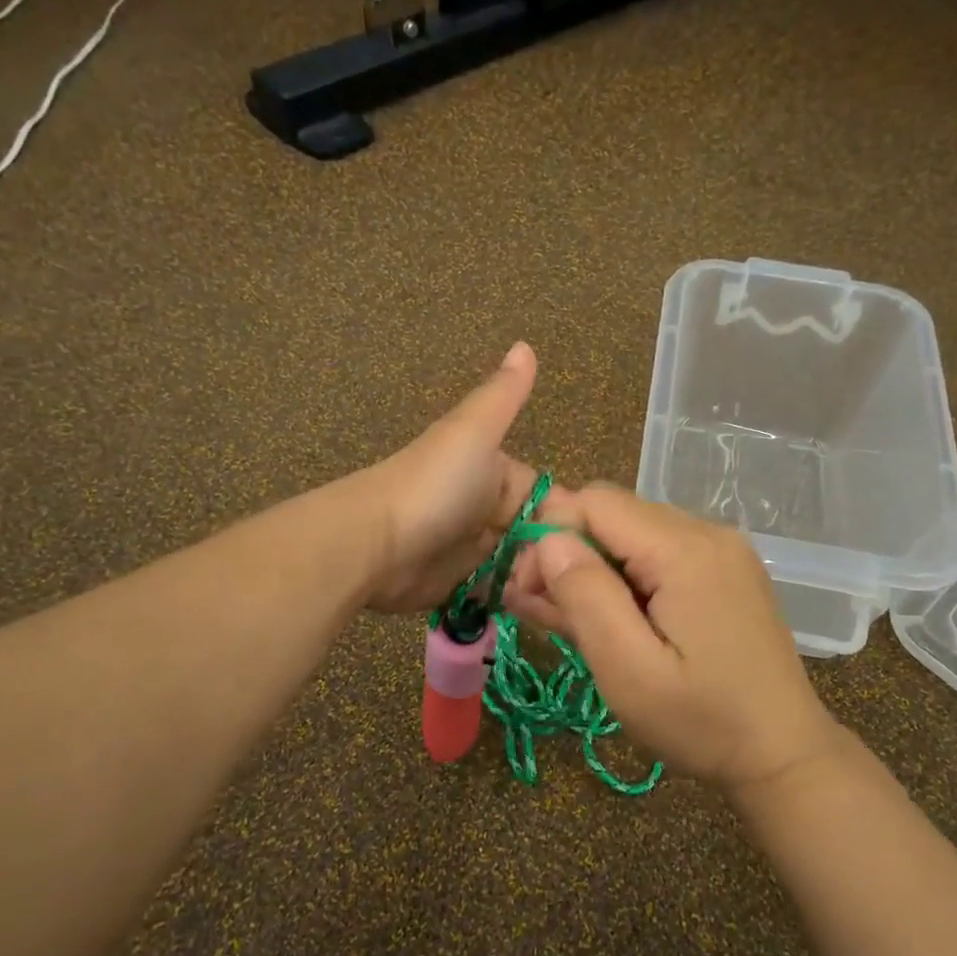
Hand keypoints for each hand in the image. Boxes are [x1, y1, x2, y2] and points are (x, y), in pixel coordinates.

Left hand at [352, 342, 558, 614]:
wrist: (371, 543)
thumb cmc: (432, 485)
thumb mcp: (473, 431)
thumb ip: (504, 395)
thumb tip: (526, 343)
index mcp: (498, 475)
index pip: (550, 500)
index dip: (568, 523)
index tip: (585, 547)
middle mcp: (489, 512)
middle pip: (539, 539)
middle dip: (551, 560)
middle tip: (561, 584)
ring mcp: (473, 551)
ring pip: (522, 569)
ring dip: (534, 583)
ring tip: (542, 601)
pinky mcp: (458, 586)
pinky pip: (497, 594)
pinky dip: (512, 602)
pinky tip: (526, 612)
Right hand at [504, 486, 845, 794]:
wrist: (785, 754)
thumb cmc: (701, 721)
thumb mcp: (629, 670)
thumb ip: (586, 596)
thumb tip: (548, 539)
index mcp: (684, 550)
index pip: (595, 502)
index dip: (550, 536)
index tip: (529, 590)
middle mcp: (707, 532)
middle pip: (613, 513)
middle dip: (568, 552)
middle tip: (541, 609)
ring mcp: (722, 550)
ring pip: (633, 533)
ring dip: (595, 568)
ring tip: (569, 620)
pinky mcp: (726, 570)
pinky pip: (661, 553)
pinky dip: (627, 577)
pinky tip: (613, 617)